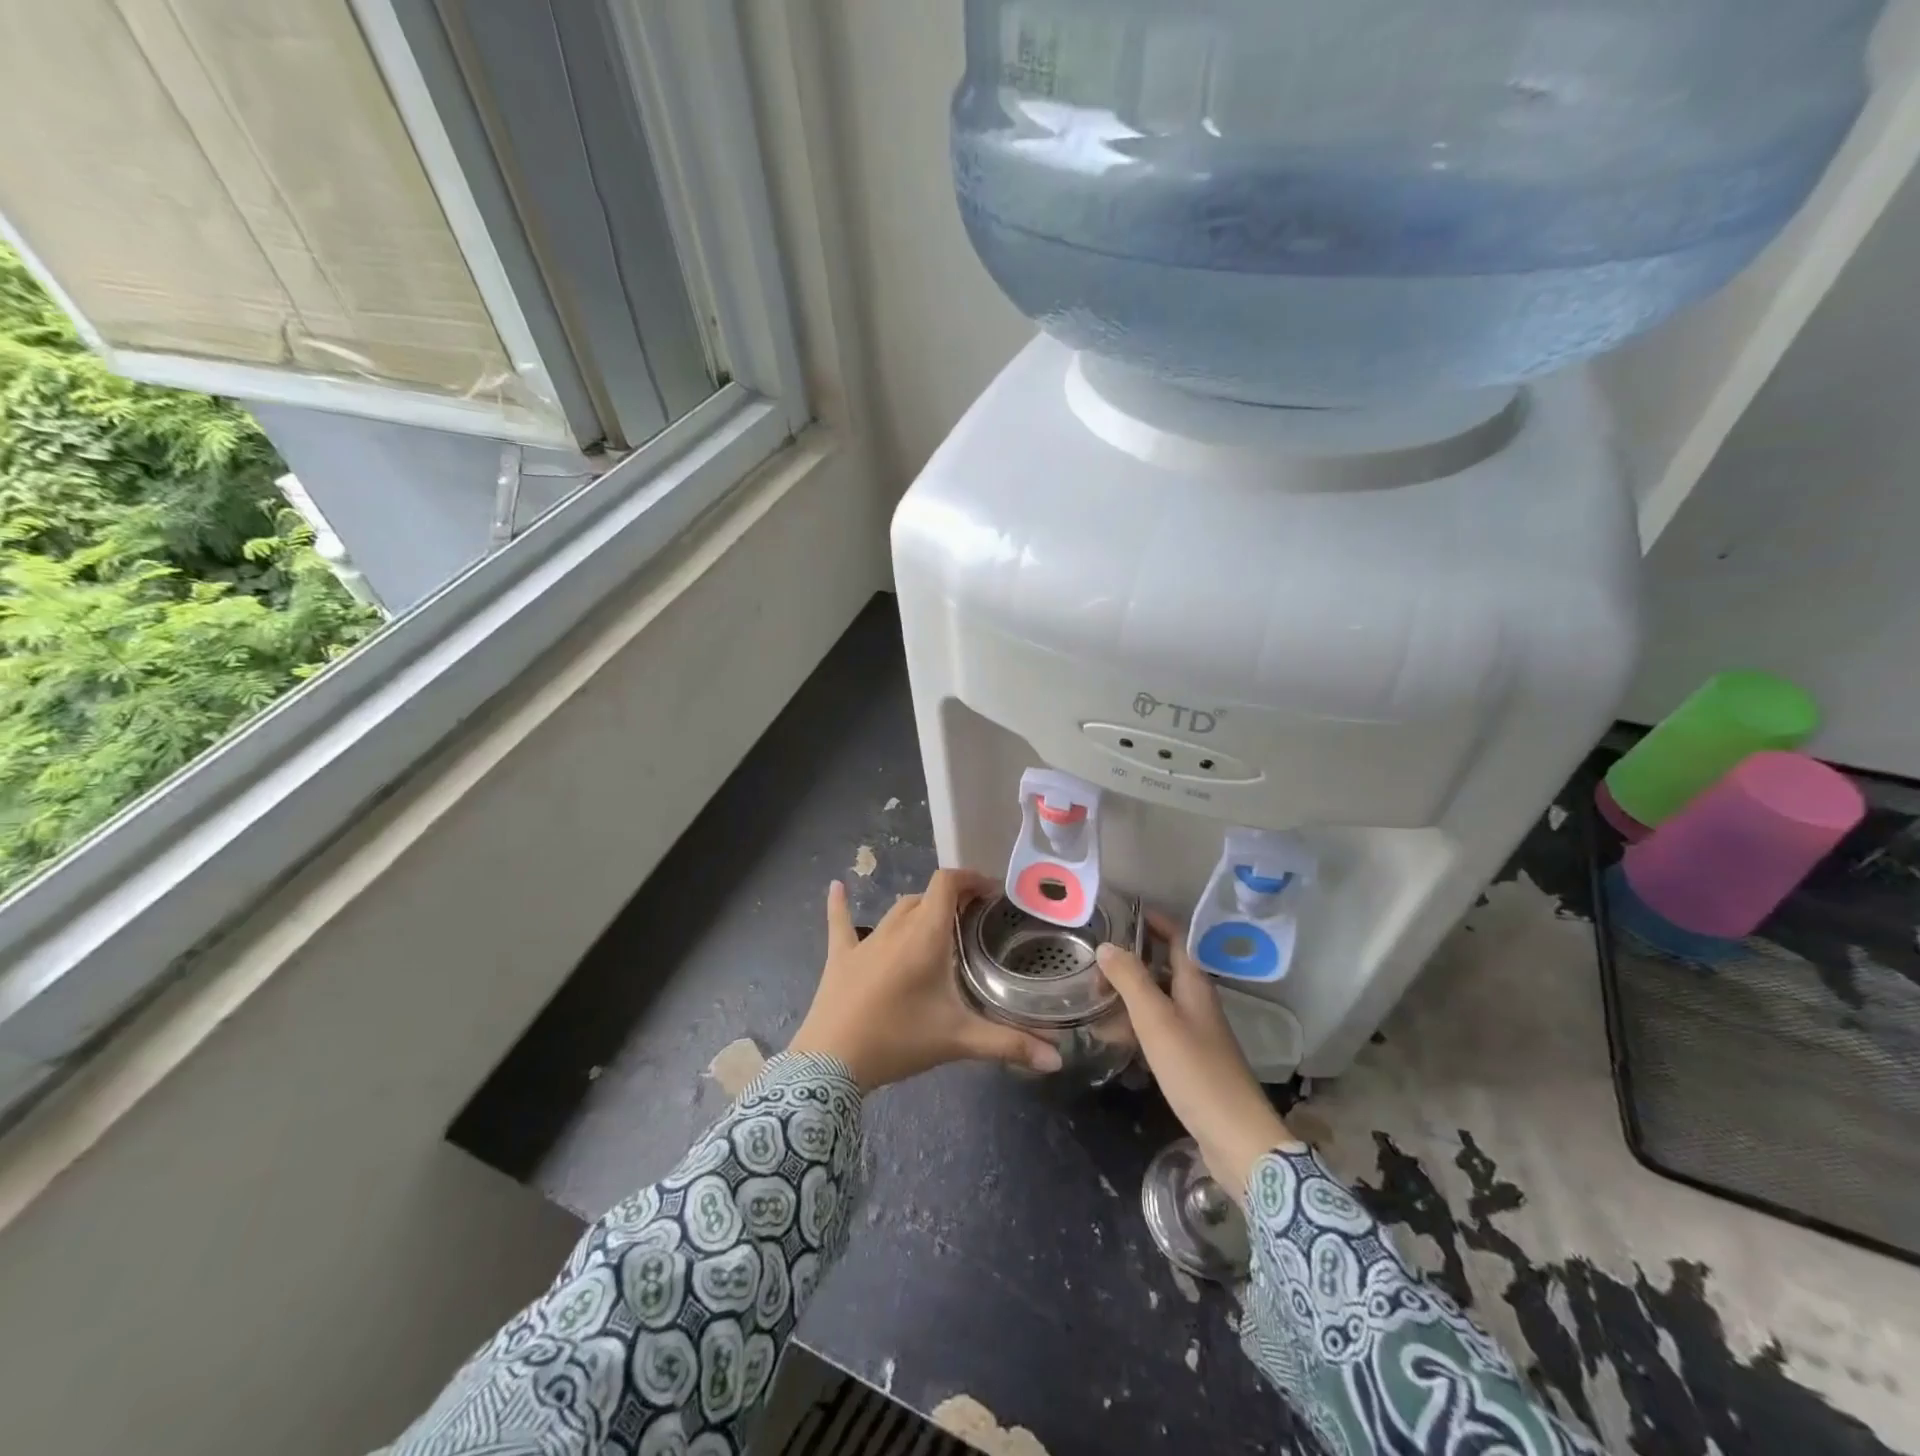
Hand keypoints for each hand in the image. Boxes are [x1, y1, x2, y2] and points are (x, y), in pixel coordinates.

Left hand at [788, 870, 1064, 1091]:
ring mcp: (865, 940)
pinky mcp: (840, 957)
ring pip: (896, 910)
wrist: (831, 1061)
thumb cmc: (898, 1040)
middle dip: (951, 899)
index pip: (948, 884)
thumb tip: (1057, 1059)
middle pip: (926, 897)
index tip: (992, 893)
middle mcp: (896, 928)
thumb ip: (1009, 1045)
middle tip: (973, 920)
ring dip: (919, 910)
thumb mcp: (959, 1040)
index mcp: (925, 935)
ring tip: (938, 924)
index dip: (970, 878)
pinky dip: (840, 905)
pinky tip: (836, 887)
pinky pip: (840, 923)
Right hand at [1096, 913, 1298, 1201]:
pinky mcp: (1190, 1060)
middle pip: (1163, 967)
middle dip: (1130, 960)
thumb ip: (1130, 979)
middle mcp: (1196, 1001)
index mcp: (1194, 983)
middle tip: (1094, 963)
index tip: (1119, 912)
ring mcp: (1195, 1031)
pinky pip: (1157, 1029)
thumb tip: (1107, 945)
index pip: (1175, 936)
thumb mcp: (1155, 1019)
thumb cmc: (1195, 1069)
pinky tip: (1112, 1036)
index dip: (1151, 921)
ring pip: (1157, 999)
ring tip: (1093, 998)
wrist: (1236, 1137)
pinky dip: (1134, 1025)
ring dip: (1128, 994)